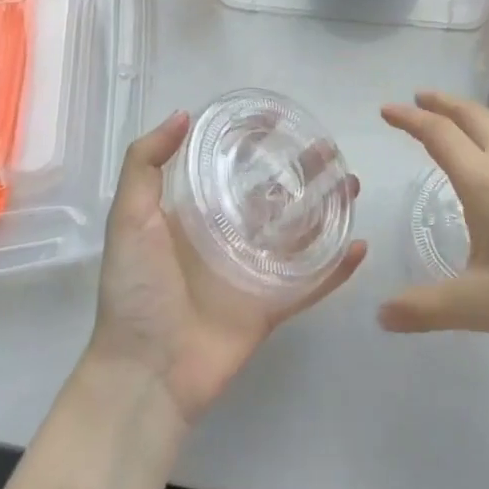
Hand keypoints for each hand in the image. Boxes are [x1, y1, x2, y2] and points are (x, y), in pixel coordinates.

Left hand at [88, 111, 367, 428]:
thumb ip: (144, 165)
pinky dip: (337, 267)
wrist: (146, 373)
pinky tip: (360, 244)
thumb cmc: (135, 291)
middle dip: (303, 172)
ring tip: (351, 184)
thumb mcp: (129, 219)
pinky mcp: (272, 306)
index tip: (281, 120)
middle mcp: (230, 237)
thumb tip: (182, 115)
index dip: (257, 144)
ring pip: (301, 233)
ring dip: (327, 209)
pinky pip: (312, 283)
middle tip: (330, 151)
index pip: (234, 169)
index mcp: (197, 215)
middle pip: (276, 196)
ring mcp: (255, 272)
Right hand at [379, 92, 488, 359]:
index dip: (409, 119)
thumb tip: (381, 315)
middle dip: (440, 103)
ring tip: (457, 122)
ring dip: (474, 111)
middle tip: (417, 101)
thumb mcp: (477, 306)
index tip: (386, 110)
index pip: (439, 134)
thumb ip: (424, 308)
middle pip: (471, 114)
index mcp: (485, 183)